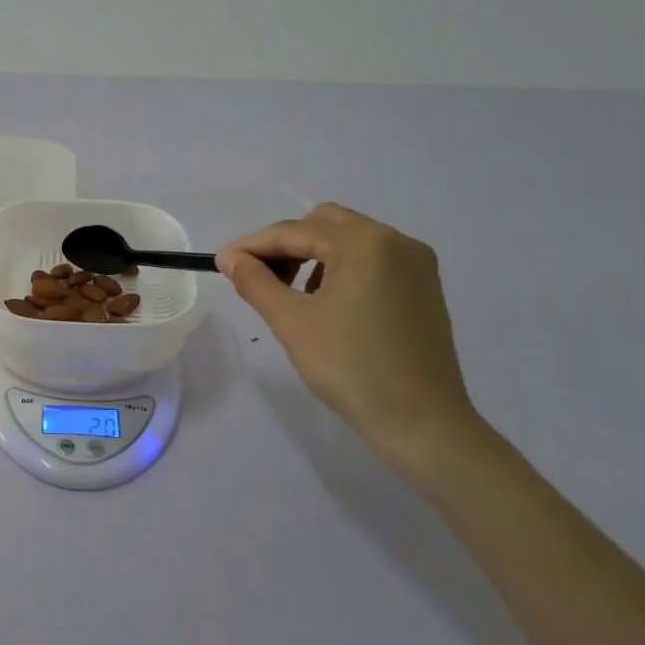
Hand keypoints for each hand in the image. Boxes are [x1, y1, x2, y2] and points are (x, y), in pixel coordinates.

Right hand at [218, 204, 478, 467]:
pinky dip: (341, 269)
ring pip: (349, 241)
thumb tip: (230, 258)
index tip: (221, 263)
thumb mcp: (291, 321)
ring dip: (313, 255)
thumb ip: (255, 281)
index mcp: (364, 243)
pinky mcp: (423, 288)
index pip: (295, 231)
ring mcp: (416, 264)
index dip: (253, 245)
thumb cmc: (350, 366)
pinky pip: (372, 261)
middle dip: (285, 245)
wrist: (421, 421)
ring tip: (290, 293)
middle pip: (324, 224)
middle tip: (258, 277)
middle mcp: (395, 241)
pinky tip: (327, 303)